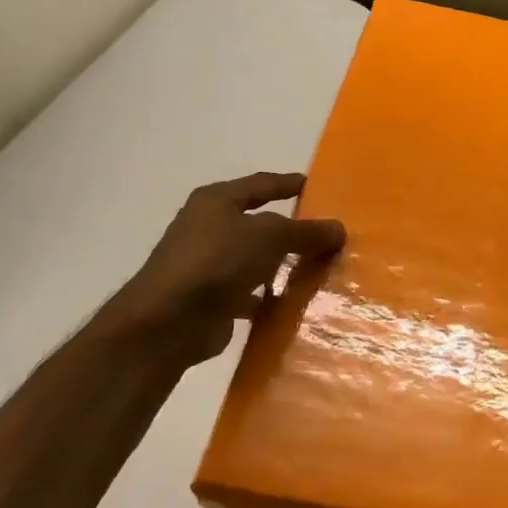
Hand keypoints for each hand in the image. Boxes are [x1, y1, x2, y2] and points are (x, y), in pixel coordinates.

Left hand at [101, 172, 345, 366]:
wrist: (168, 322)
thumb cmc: (217, 262)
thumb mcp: (269, 237)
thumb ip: (306, 232)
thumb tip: (339, 229)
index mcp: (216, 201)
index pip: (261, 185)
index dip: (288, 184)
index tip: (315, 186)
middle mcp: (208, 228)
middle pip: (259, 224)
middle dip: (291, 230)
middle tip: (327, 233)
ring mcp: (208, 266)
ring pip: (256, 260)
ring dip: (281, 265)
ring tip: (319, 269)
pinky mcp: (211, 300)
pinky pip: (250, 293)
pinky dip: (270, 297)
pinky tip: (295, 304)